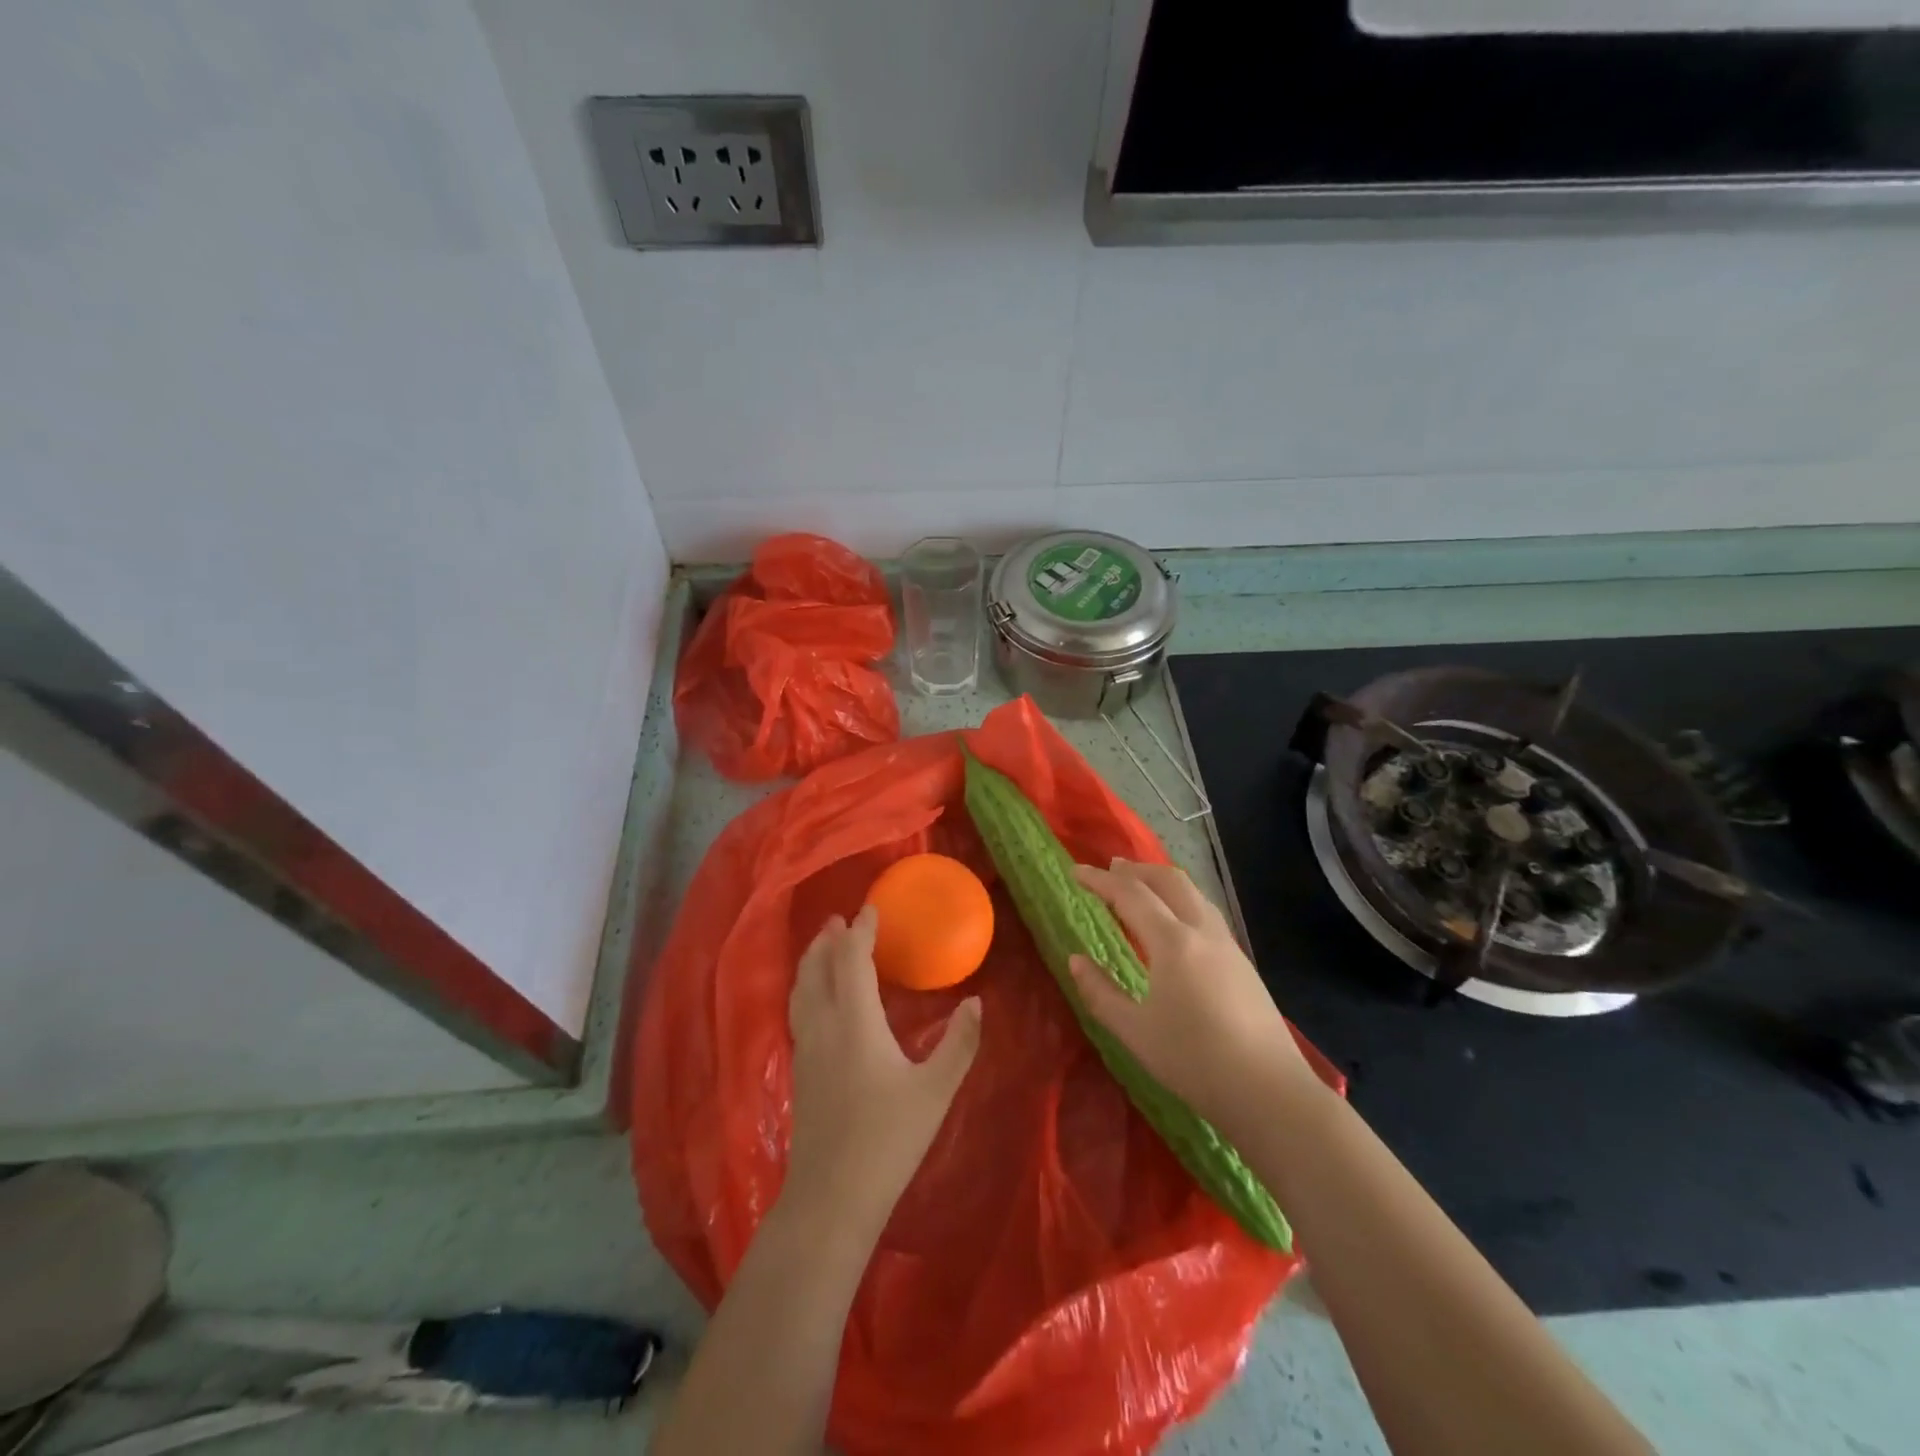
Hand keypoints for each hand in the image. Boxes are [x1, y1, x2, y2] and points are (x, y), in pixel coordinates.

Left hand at [784, 905, 982, 1235]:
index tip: (871, 909)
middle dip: (828, 939)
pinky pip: (798, 1009)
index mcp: (856, 1021)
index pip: (852, 959)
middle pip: (817, 968)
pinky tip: (815, 997)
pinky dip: (805, 986)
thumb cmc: (888, 1139)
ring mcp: (806, 1047)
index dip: (860, 930)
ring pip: (801, 988)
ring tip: (822, 946)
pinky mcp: (799, 1069)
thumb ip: (960, 1043)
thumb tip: (977, 1001)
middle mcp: (824, 1025)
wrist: (832, 1197)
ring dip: (812, 960)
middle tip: (840, 918)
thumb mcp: (936, 1090)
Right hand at [1068, 858, 1309, 1130]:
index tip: (1076, 871)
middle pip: (1169, 880)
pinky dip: (1182, 900)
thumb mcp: (1135, 1032)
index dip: (1100, 880)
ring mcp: (1228, 946)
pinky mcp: (1243, 963)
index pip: (1130, 895)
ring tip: (1141, 887)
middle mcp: (1202, 932)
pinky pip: (1206, 912)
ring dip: (1162, 881)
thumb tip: (1076, 961)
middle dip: (1136, 870)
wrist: (1270, 1092)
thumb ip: (1100, 993)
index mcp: (1172, 943)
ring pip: (1193, 893)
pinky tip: (1175, 924)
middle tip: (1110, 869)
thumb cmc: (1194, 1061)